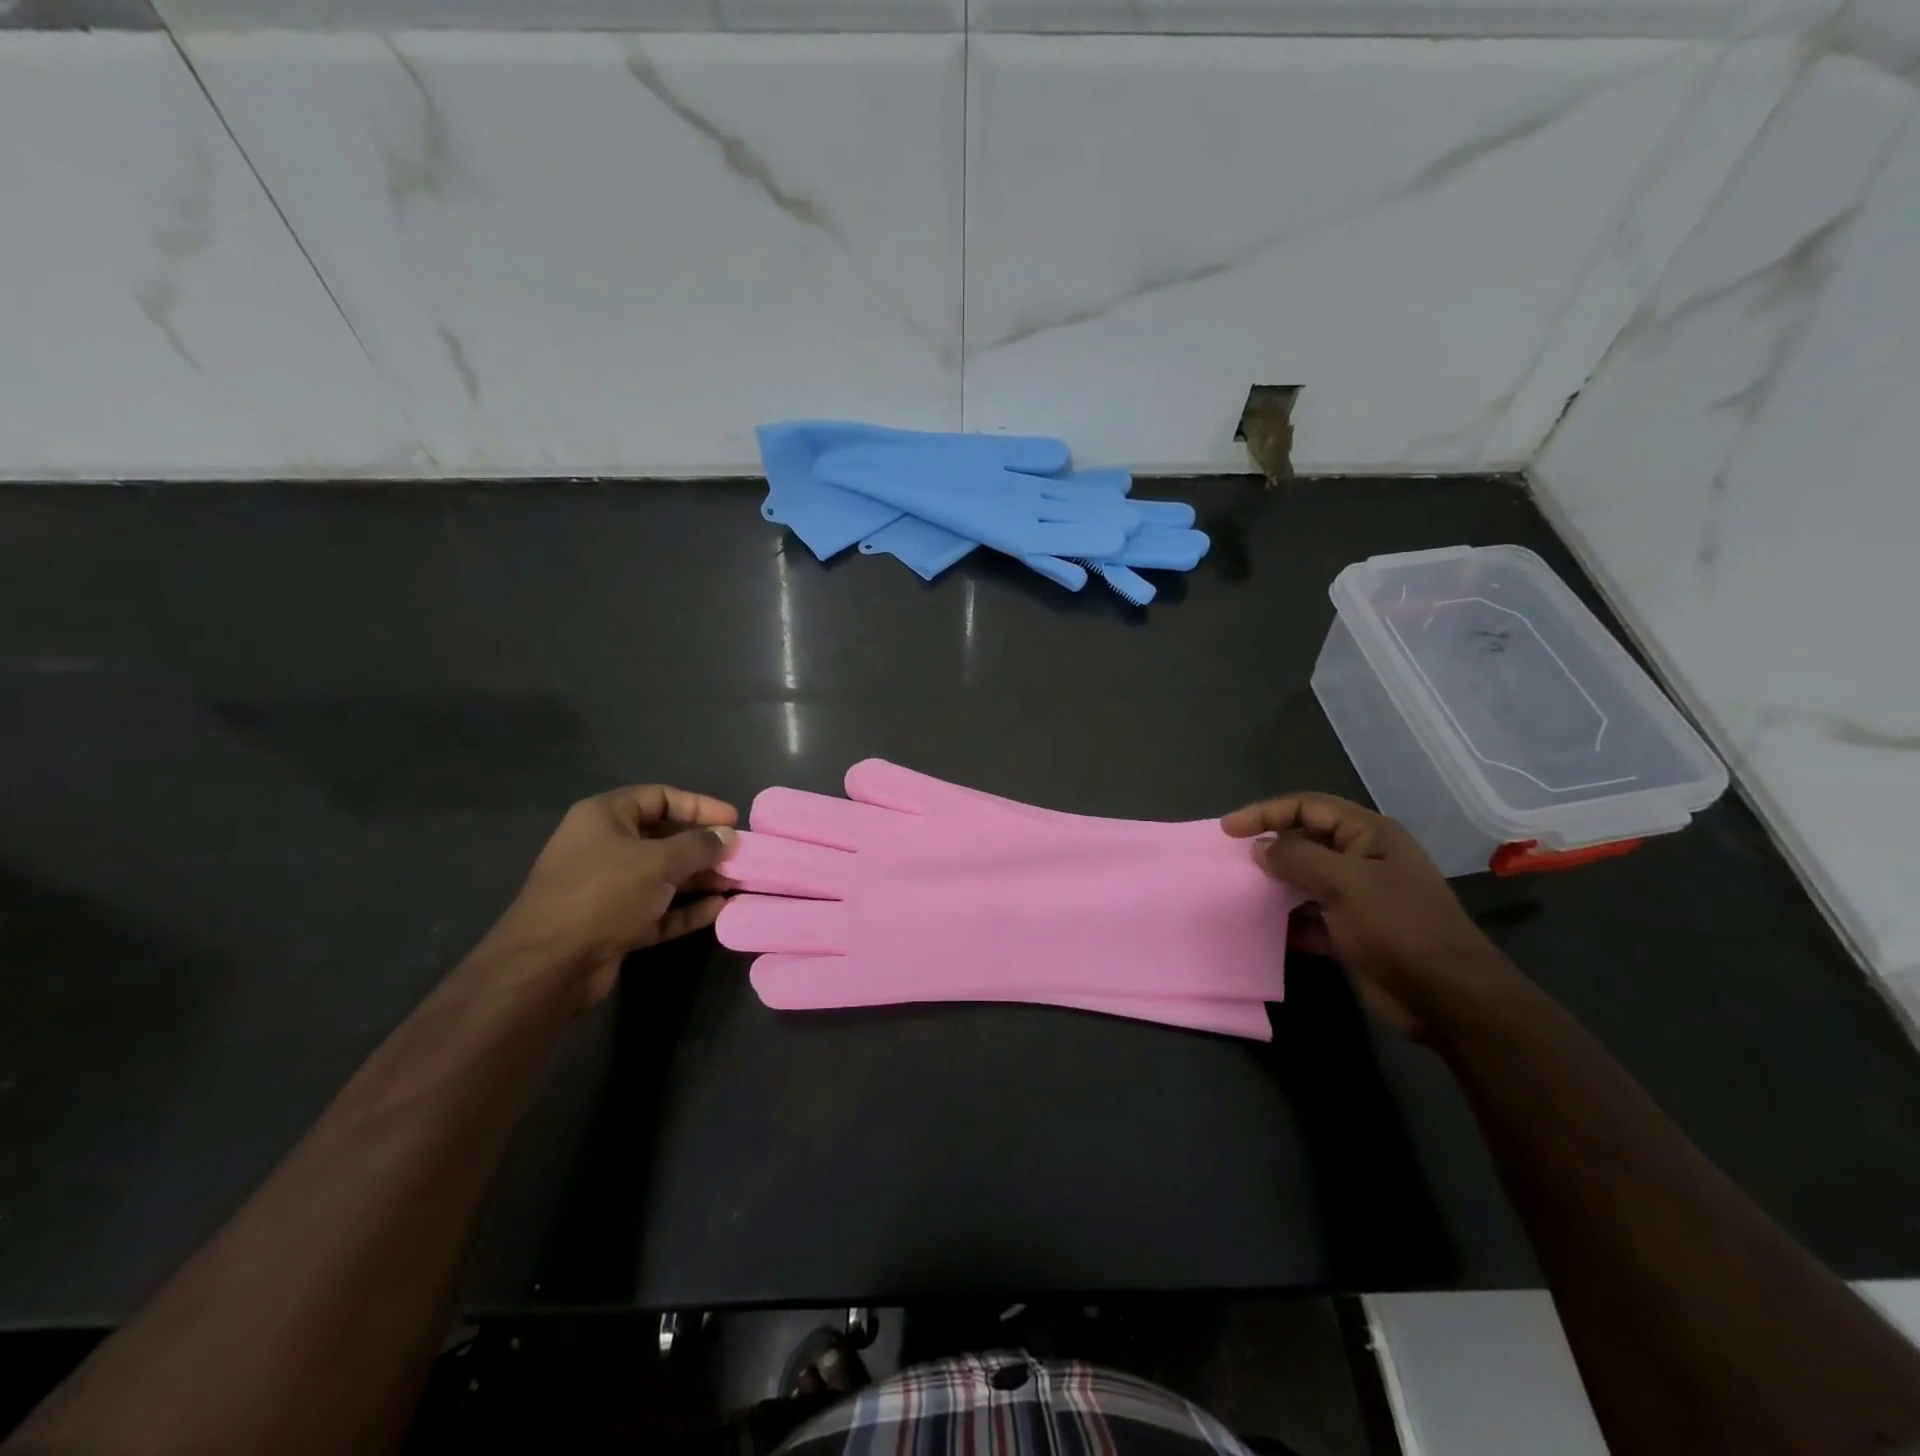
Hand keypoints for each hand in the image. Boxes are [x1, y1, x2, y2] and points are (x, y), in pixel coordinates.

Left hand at [487, 785, 738, 1005]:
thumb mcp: (659, 862)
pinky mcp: (613, 923)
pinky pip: (657, 908)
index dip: (699, 806)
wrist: (549, 964)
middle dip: (703, 847)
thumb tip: (729, 837)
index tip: (733, 820)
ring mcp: (607, 887)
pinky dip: (684, 909)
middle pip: (663, 838)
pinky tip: (717, 910)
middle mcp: (604, 846)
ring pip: (662, 876)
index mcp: (605, 817)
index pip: (660, 797)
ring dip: (699, 880)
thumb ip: (699, 846)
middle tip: (740, 856)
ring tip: (736, 884)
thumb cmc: (604, 893)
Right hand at [1221, 792, 1513, 1039]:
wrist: (1448, 997)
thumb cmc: (1399, 927)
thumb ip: (1297, 858)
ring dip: (1275, 886)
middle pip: (1305, 840)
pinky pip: (1311, 916)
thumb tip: (1259, 847)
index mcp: (1369, 835)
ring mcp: (1360, 896)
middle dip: (1269, 848)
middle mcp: (1363, 858)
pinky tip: (1266, 930)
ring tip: (1241, 893)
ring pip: (1305, 880)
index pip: (1308, 807)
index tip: (1228, 830)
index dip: (1266, 812)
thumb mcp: (1345, 884)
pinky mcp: (1354, 931)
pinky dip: (1289, 921)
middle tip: (1231, 861)